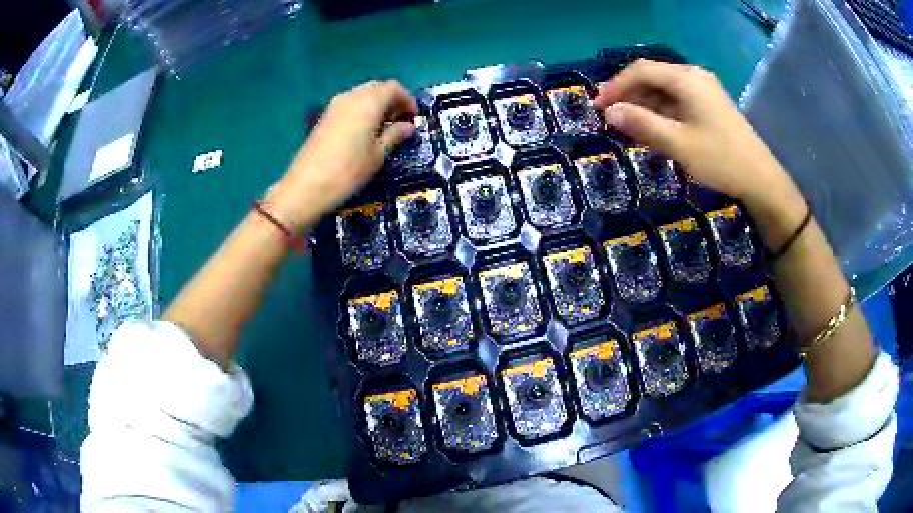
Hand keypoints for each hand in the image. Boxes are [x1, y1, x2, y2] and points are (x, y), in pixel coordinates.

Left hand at [267, 80, 417, 232]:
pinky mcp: (325, 117)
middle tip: (400, 121)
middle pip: (377, 88)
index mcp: (369, 102)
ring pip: (362, 95)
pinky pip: (350, 104)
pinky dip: (362, 111)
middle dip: (392, 100)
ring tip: (383, 128)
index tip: (413, 118)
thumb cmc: (349, 171)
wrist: (307, 186)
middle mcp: (352, 96)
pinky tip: (365, 132)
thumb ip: (394, 135)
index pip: (394, 88)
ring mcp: (335, 105)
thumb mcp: (378, 155)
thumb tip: (408, 126)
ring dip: (377, 105)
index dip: (407, 100)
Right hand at [594, 60, 787, 202]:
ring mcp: (703, 91)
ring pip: (664, 90)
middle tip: (610, 117)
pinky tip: (653, 130)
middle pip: (652, 77)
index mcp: (685, 79)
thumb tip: (609, 112)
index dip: (615, 86)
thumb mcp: (678, 144)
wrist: (761, 180)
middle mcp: (693, 77)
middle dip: (628, 95)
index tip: (597, 107)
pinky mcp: (709, 105)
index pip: (641, 71)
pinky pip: (677, 102)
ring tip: (628, 127)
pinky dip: (661, 113)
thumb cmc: (720, 160)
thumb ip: (641, 124)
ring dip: (644, 105)